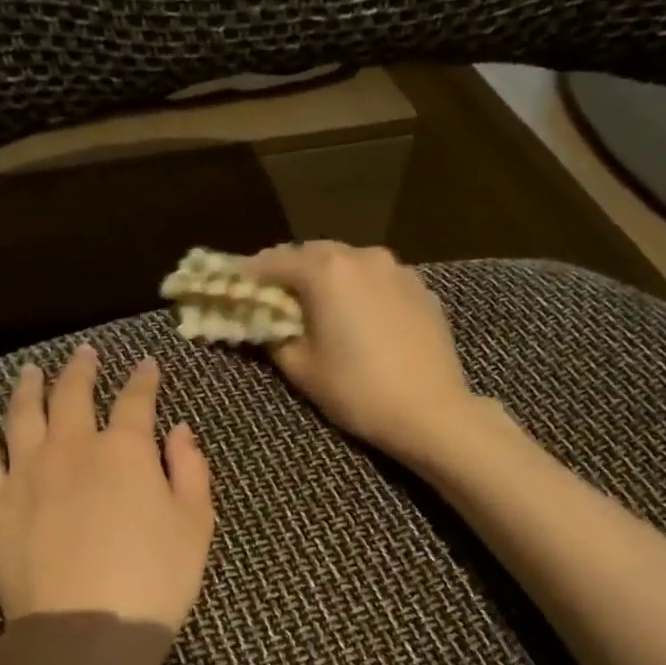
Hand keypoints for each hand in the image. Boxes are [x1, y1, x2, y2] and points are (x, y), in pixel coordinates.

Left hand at [0, 344, 213, 631]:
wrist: (86, 629)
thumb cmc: (154, 580)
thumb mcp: (196, 524)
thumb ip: (190, 470)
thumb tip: (180, 430)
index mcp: (125, 449)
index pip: (136, 400)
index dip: (143, 379)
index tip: (146, 364)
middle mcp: (72, 447)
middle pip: (74, 394)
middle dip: (82, 369)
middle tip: (85, 353)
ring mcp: (26, 471)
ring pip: (23, 413)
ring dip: (29, 386)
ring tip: (32, 370)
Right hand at [240, 241, 482, 464]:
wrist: (430, 410)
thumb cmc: (357, 391)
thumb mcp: (301, 369)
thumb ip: (273, 337)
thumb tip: (262, 324)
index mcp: (326, 271)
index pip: (273, 261)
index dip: (249, 276)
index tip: (234, 289)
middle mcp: (361, 256)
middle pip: (312, 254)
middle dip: (289, 273)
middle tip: (273, 300)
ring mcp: (396, 269)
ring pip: (348, 263)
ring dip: (326, 278)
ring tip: (316, 307)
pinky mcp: (420, 288)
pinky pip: (377, 279)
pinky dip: (358, 289)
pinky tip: (357, 317)